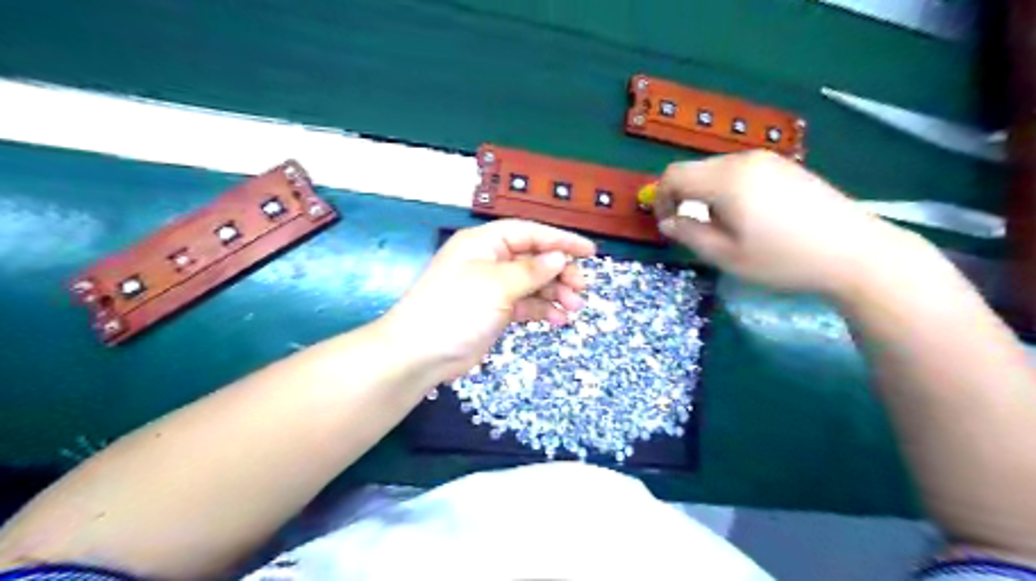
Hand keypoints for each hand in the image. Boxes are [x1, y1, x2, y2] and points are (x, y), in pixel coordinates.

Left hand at [381, 220, 593, 378]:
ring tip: (574, 308)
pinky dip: (541, 310)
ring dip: (554, 293)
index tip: (589, 251)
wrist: (420, 353)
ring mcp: (491, 287)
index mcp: (484, 243)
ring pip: (532, 283)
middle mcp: (489, 261)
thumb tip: (559, 258)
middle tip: (582, 288)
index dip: (560, 240)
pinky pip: (524, 305)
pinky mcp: (494, 311)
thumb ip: (531, 271)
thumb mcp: (497, 285)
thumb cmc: (457, 308)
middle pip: (533, 259)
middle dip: (560, 272)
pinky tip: (557, 320)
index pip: (529, 233)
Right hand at [654, 150, 922, 295]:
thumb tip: (668, 221)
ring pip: (717, 170)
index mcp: (726, 179)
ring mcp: (769, 160)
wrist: (855, 253)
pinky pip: (741, 171)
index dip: (660, 199)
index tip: (669, 226)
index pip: (673, 175)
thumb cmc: (783, 259)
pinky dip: (729, 190)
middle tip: (694, 230)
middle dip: (683, 198)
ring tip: (725, 226)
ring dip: (706, 194)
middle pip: (694, 170)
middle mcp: (744, 160)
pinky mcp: (786, 166)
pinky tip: (751, 216)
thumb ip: (689, 234)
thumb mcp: (726, 256)